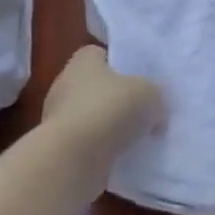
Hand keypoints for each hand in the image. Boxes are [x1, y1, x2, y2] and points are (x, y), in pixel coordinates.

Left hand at [41, 45, 161, 179]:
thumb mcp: (150, 93)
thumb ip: (155, 94)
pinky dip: (103, 149)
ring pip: (93, 117)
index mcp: (83, 61)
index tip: (141, 78)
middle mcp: (65, 85)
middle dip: (118, 98)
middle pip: (98, 87)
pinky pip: (87, 143)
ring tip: (138, 138)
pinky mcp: (59, 149)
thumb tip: (156, 106)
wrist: (73, 159)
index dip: (122, 64)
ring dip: (111, 127)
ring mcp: (58, 119)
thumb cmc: (110, 110)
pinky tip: (123, 156)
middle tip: (144, 110)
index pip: (101, 54)